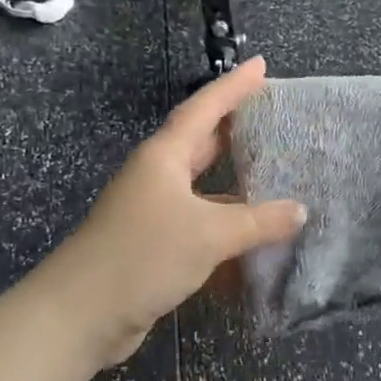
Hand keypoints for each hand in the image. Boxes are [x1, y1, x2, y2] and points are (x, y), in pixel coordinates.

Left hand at [46, 56, 306, 368]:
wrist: (80, 315)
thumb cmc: (143, 255)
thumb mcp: (209, 233)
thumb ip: (258, 221)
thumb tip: (300, 211)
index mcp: (164, 157)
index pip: (204, 108)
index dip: (234, 86)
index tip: (261, 65)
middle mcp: (157, 176)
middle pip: (201, 142)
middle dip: (234, 128)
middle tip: (271, 116)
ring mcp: (153, 211)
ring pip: (202, 187)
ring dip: (234, 184)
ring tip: (274, 176)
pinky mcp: (153, 245)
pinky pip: (199, 223)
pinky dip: (225, 226)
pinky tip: (254, 237)